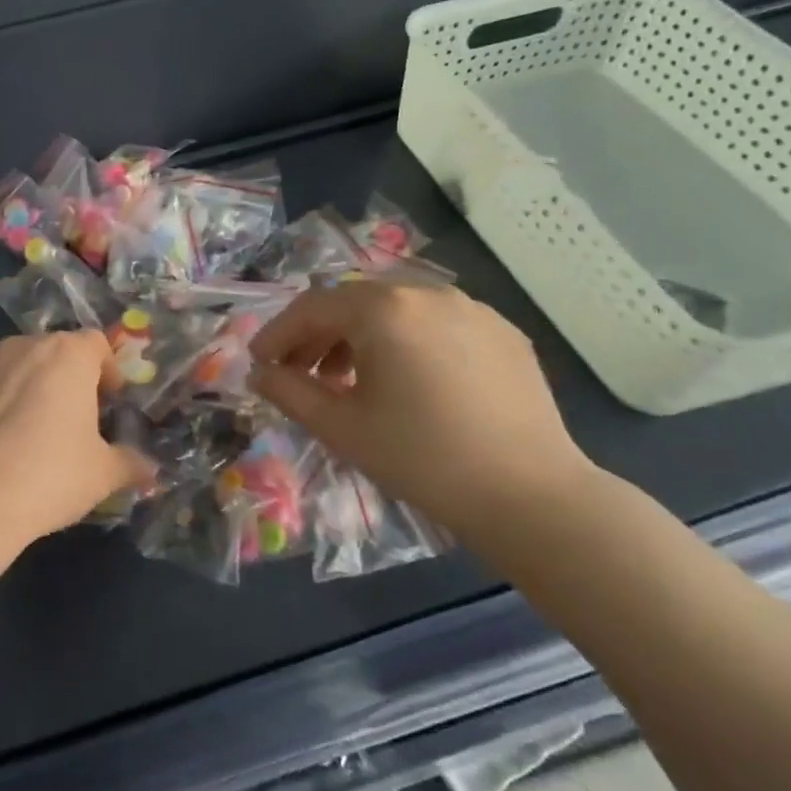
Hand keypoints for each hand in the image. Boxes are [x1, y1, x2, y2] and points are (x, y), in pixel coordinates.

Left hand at [0, 331, 154, 546]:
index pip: (95, 344)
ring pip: (12, 369)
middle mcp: (22, 347)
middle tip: (71, 421)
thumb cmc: (49, 475)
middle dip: (65, 380)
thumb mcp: (102, 475)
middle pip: (52, 353)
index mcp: (67, 356)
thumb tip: (149, 469)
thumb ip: (129, 464)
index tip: (109, 401)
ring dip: (25, 391)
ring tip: (26, 437)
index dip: (106, 370)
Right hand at [249, 282, 596, 541]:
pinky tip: (407, 382)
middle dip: (318, 335)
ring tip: (350, 380)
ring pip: (396, 310)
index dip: (278, 334)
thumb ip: (288, 392)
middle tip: (300, 373)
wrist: (531, 497)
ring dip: (361, 337)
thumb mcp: (340, 428)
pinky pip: (436, 323)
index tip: (260, 363)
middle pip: (353, 302)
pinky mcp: (503, 332)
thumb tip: (260, 373)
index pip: (312, 307)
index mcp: (384, 309)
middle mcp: (428, 292)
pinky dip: (406, 342)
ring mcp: (472, 308)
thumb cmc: (422, 459)